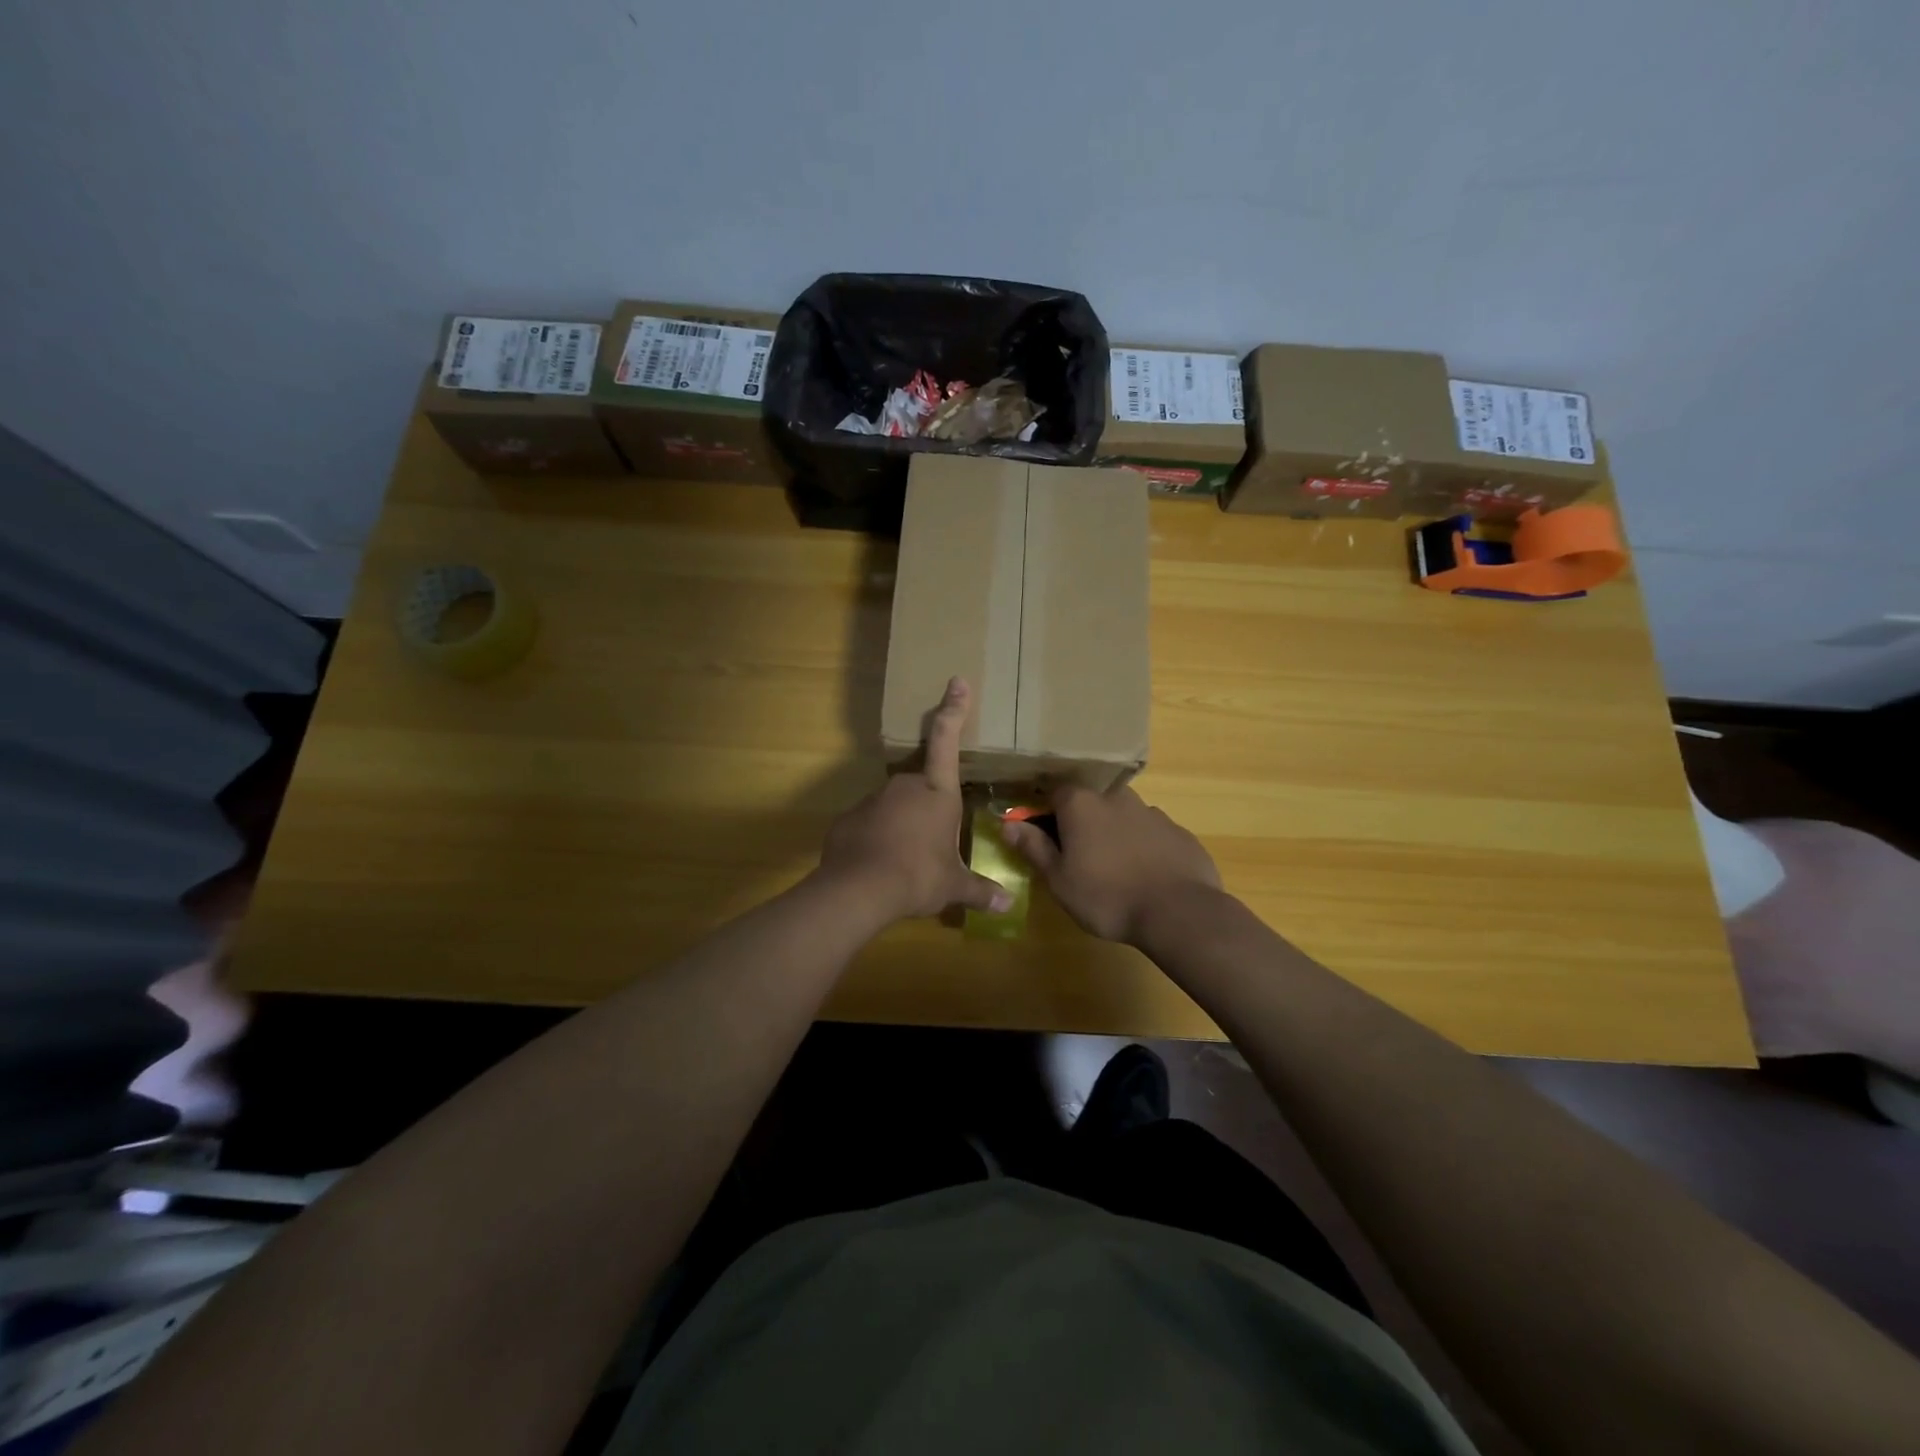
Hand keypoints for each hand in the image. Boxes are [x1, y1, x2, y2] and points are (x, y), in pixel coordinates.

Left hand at [817, 677, 1012, 923]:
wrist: (858, 891)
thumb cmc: (918, 877)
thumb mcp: (953, 887)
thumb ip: (980, 890)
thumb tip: (1008, 905)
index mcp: (937, 793)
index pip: (947, 741)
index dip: (954, 709)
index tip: (956, 681)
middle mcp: (904, 787)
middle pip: (922, 787)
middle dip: (928, 810)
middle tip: (932, 845)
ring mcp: (872, 800)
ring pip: (894, 807)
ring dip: (903, 826)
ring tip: (907, 862)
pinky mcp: (847, 819)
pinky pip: (870, 824)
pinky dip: (878, 839)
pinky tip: (881, 866)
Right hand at [1002, 784, 1220, 943]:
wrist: (1178, 912)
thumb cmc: (1107, 896)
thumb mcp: (1059, 879)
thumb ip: (1034, 847)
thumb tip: (1008, 824)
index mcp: (1081, 804)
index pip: (1053, 792)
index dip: (1043, 811)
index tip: (1041, 835)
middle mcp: (1116, 797)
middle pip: (1090, 801)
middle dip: (1080, 821)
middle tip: (1077, 855)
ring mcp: (1151, 812)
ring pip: (1122, 815)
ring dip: (1113, 833)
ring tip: (1112, 868)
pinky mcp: (1178, 832)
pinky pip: (1150, 833)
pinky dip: (1142, 847)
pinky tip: (1144, 875)